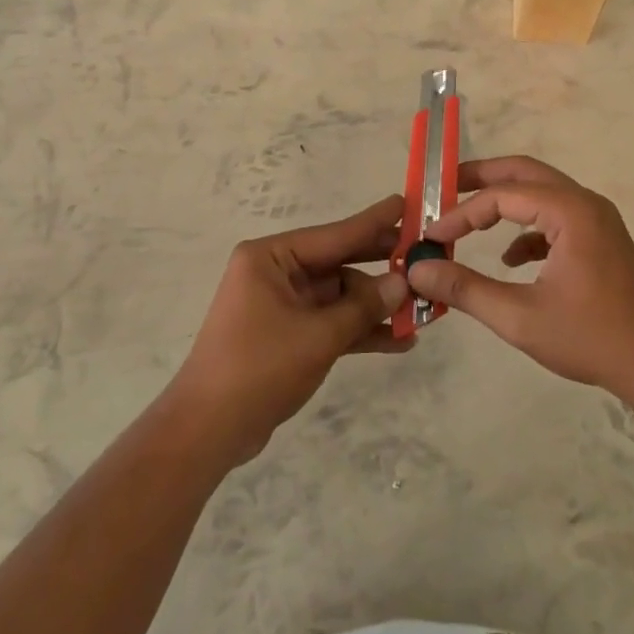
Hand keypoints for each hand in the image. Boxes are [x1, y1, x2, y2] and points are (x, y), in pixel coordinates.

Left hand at [164, 195, 411, 466]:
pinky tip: (399, 341)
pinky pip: (331, 322)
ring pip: (340, 296)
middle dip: (381, 267)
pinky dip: (359, 330)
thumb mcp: (318, 336)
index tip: (408, 203)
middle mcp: (276, 273)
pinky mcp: (288, 334)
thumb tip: (402, 283)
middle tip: (425, 258)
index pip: (334, 234)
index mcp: (271, 258)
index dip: (375, 222)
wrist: (208, 431)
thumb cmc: (259, 369)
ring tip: (422, 312)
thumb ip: (363, 307)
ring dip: (375, 307)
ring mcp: (282, 304)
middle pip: (339, 263)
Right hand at [405, 156, 633, 399]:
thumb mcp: (519, 317)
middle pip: (524, 173)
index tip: (431, 235)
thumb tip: (419, 271)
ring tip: (467, 220)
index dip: (462, 212)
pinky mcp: (601, 242)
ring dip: (503, 202)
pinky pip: (555, 218)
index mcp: (570, 211)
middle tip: (442, 187)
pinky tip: (509, 260)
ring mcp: (597, 221)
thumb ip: (465, 289)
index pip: (502, 196)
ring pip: (541, 194)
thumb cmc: (592, 338)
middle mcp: (585, 204)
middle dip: (481, 179)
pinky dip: (527, 229)